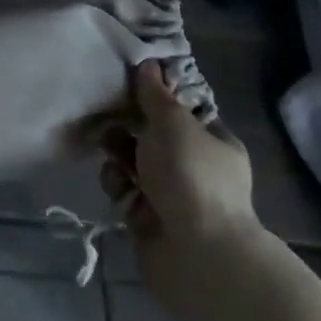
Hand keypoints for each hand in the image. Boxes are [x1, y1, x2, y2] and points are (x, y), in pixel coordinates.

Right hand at [101, 60, 260, 287]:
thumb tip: (148, 64)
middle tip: (108, 111)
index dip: (158, 96)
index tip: (130, 81)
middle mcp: (195, 168)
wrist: (198, 256)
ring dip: (119, 152)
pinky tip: (115, 181)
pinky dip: (117, 184)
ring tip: (106, 145)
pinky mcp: (148, 220)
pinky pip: (126, 191)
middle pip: (155, 136)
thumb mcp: (173, 123)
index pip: (183, 111)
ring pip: (137, 163)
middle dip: (131, 124)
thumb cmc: (192, 176)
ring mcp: (172, 196)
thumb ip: (155, 94)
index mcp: (214, 143)